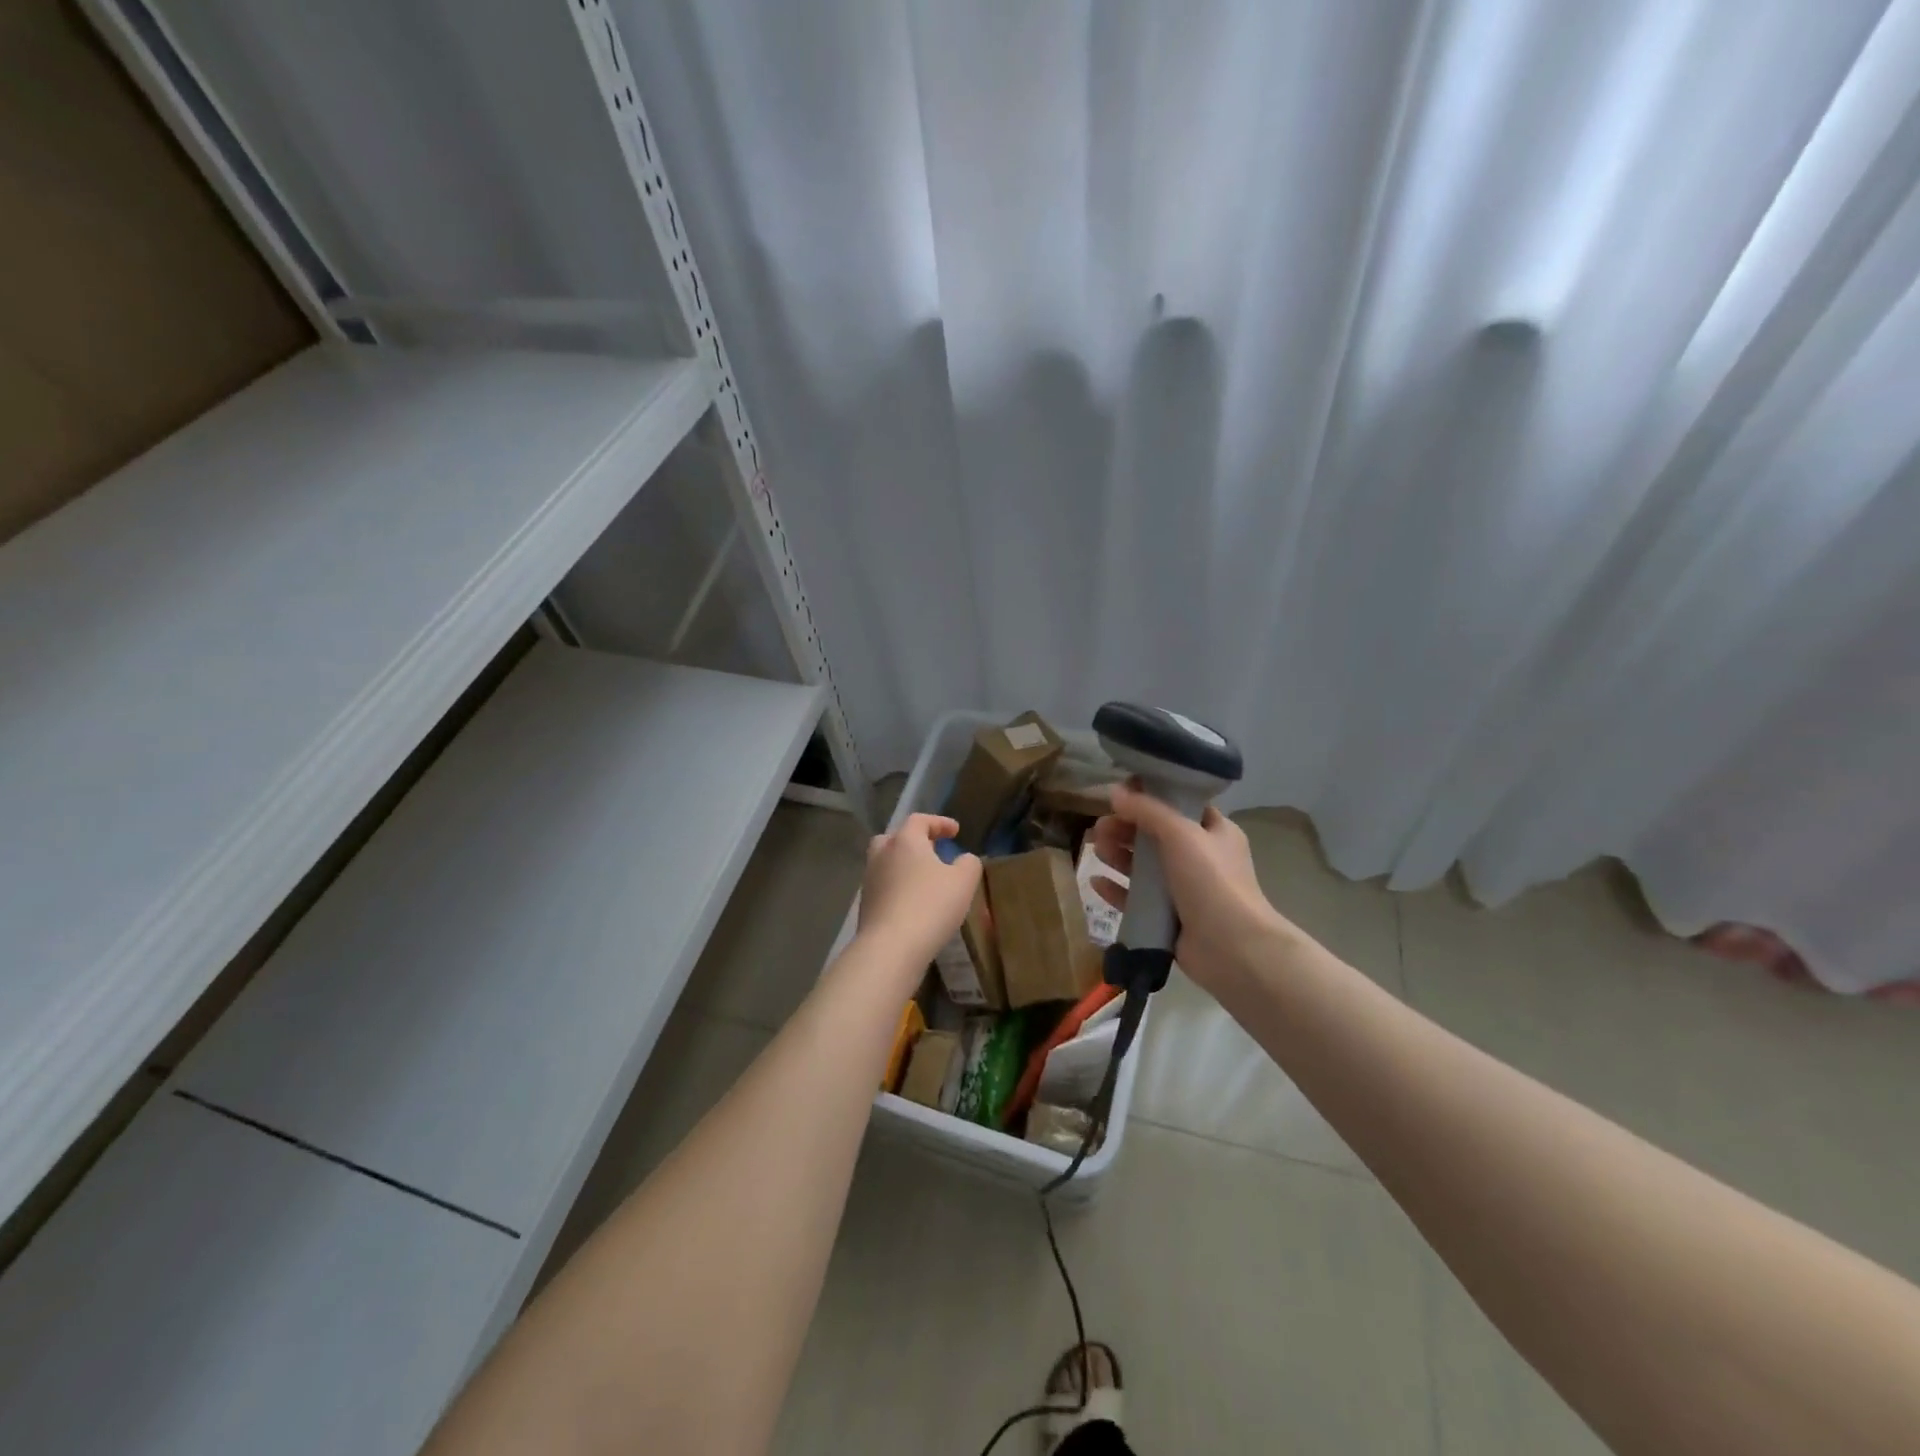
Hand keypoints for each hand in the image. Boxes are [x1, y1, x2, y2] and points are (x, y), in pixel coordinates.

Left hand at [857, 813, 981, 963]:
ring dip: (903, 866)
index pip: (920, 820)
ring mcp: (869, 880)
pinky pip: (883, 887)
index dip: (939, 823)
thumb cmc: (930, 906)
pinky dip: (897, 888)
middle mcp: (882, 855)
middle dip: (913, 842)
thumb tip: (964, 859)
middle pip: (894, 839)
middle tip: (931, 851)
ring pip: (886, 863)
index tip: (955, 831)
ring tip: (924, 880)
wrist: (890, 948)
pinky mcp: (865, 905)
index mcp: (905, 841)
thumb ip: (968, 864)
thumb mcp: (963, 882)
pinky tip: (913, 903)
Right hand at [1091, 782, 1299, 991]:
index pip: (1180, 804)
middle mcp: (1200, 858)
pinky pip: (1136, 899)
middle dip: (1126, 828)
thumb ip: (1147, 810)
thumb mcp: (1181, 833)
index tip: (1120, 793)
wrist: (1232, 948)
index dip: (1150, 796)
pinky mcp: (1168, 918)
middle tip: (1100, 827)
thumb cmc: (1212, 880)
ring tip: (1096, 849)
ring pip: (1143, 866)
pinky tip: (1095, 882)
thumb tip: (1115, 791)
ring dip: (1118, 855)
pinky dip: (1117, 889)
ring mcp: (1184, 890)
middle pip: (1154, 835)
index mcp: (1214, 832)